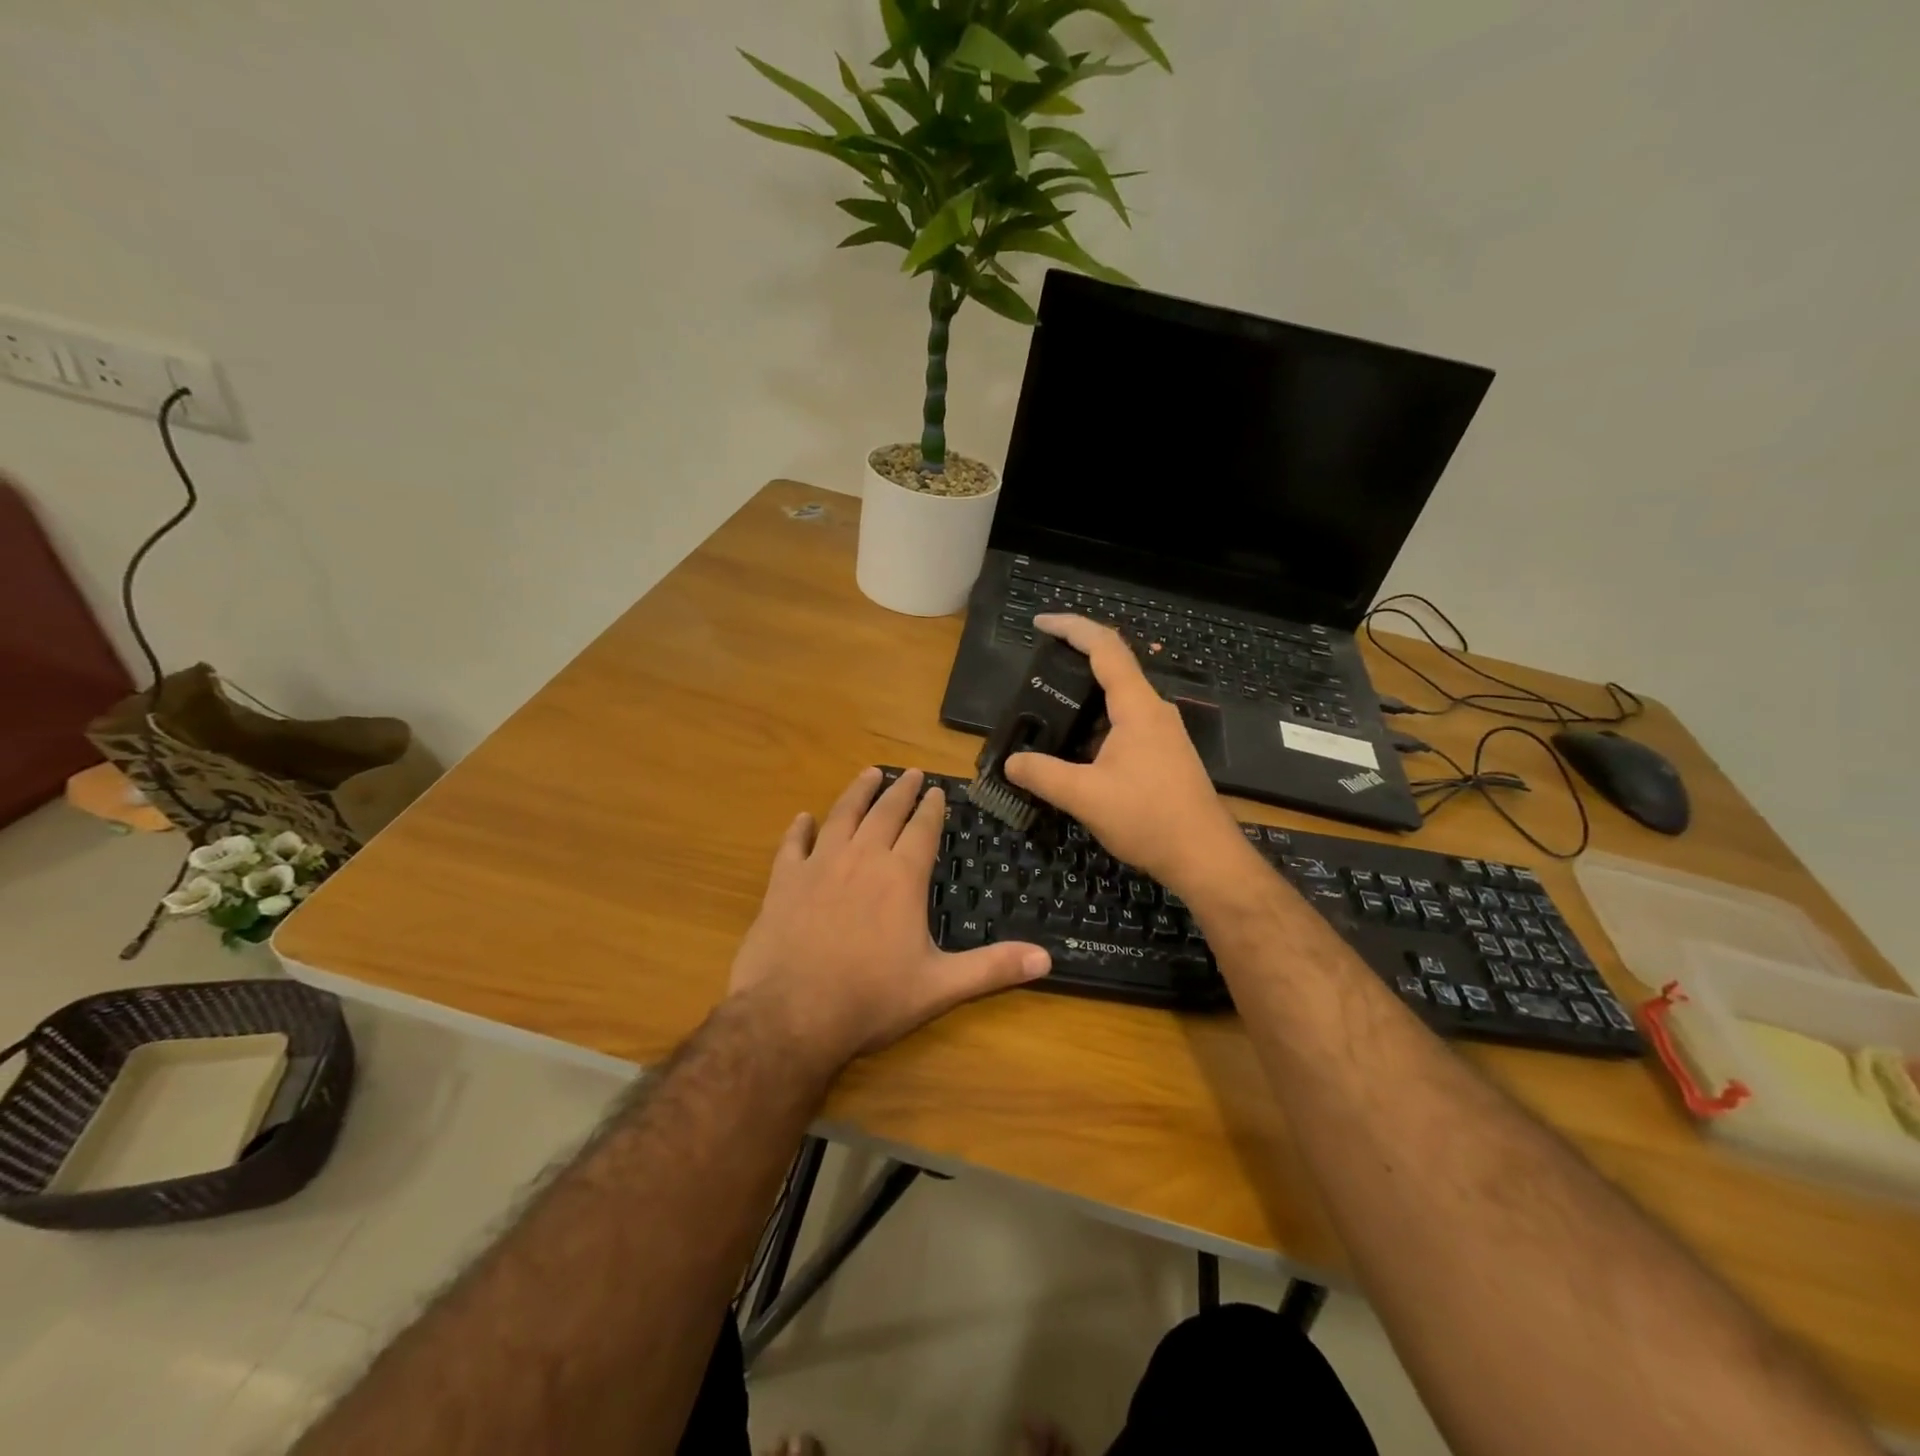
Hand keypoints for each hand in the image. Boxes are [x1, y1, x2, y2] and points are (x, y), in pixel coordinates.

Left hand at [727, 767, 1050, 1068]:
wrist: (792, 1014)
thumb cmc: (871, 999)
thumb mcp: (940, 986)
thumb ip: (992, 968)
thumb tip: (1047, 959)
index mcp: (901, 878)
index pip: (922, 830)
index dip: (932, 809)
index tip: (938, 790)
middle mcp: (862, 859)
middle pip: (885, 813)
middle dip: (900, 791)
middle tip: (910, 772)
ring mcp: (819, 866)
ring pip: (842, 816)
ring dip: (857, 793)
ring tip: (869, 774)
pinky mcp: (784, 882)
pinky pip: (793, 845)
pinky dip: (799, 828)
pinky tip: (803, 817)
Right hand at [1004, 614, 1246, 889]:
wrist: (1204, 857)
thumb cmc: (1148, 818)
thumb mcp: (1085, 797)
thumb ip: (1043, 775)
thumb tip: (1011, 762)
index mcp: (1137, 707)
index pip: (1105, 648)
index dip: (1072, 628)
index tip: (1040, 623)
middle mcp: (1154, 711)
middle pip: (1114, 668)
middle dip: (1074, 661)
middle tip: (1038, 671)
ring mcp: (1163, 733)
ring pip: (1119, 701)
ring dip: (1085, 700)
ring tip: (1048, 711)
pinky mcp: (1164, 755)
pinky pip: (1126, 724)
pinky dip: (1097, 725)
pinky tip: (1077, 749)